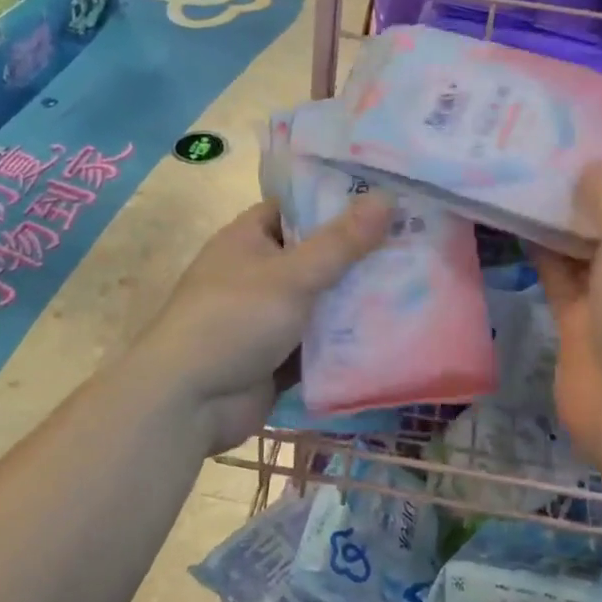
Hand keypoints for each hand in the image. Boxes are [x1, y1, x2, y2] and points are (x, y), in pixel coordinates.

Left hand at [135, 195, 392, 453]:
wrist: (187, 404)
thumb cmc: (234, 320)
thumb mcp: (292, 275)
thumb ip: (341, 241)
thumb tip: (386, 197)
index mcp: (249, 238)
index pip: (298, 207)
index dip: (338, 200)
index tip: (386, 197)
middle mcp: (258, 271)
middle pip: (316, 253)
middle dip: (358, 252)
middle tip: (415, 239)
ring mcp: (268, 315)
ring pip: (322, 298)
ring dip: (357, 296)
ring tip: (415, 280)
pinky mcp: (278, 355)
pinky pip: (320, 339)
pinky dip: (347, 337)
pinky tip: (393, 328)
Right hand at [533, 163, 601, 479]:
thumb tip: (593, 168)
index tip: (596, 136)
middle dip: (590, 187)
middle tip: (547, 145)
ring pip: (586, 245)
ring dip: (560, 216)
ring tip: (522, 171)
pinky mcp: (580, 322)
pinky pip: (558, 275)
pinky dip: (540, 249)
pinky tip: (512, 216)